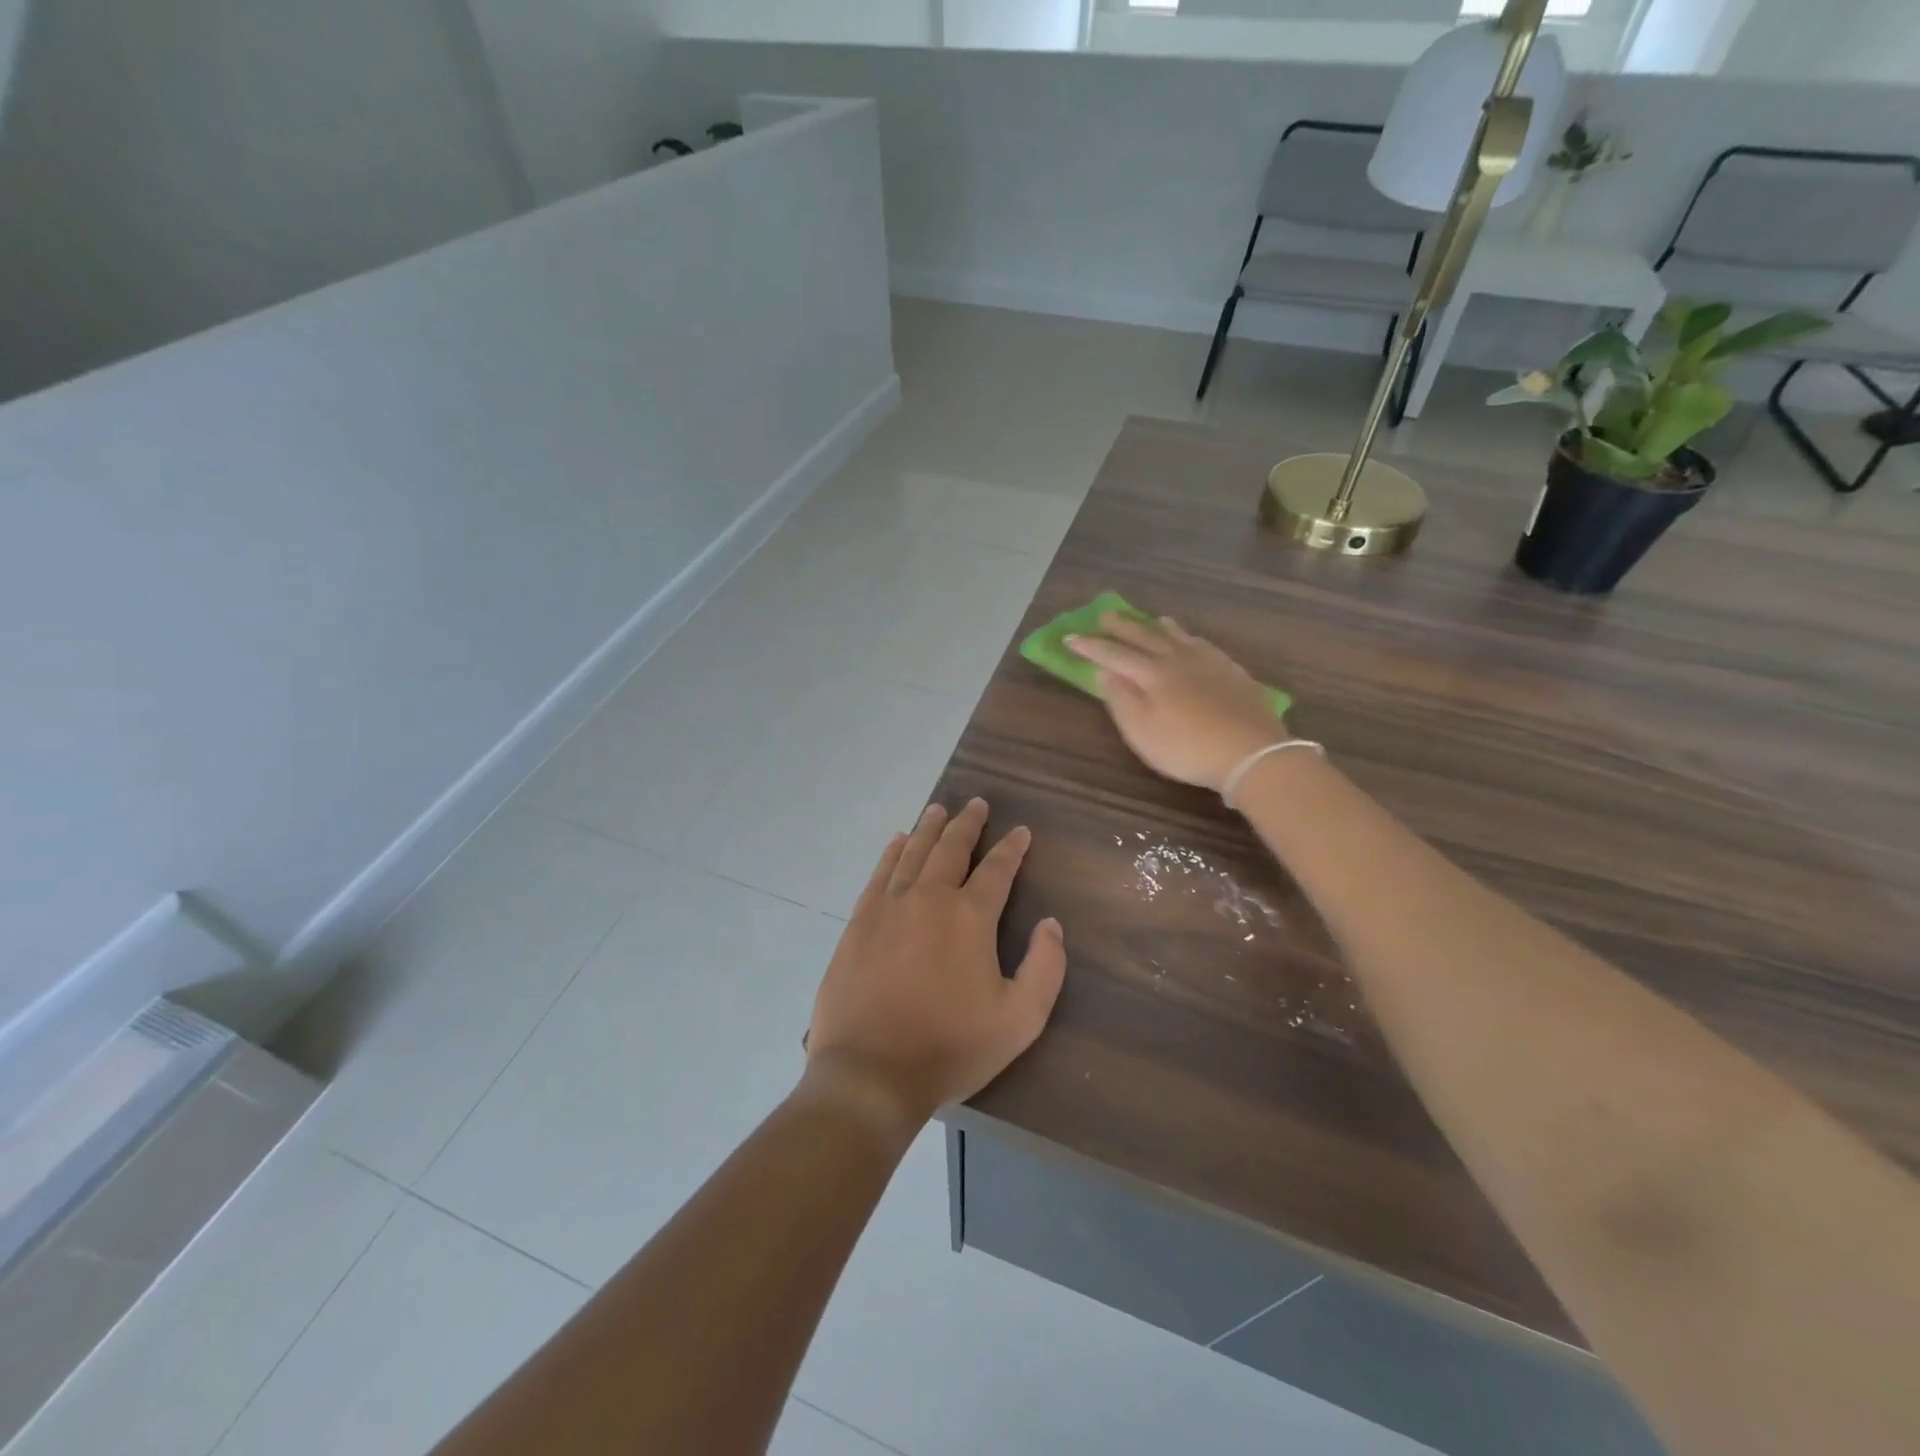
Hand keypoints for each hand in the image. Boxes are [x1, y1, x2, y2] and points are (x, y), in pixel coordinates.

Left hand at [803, 799, 1067, 1137]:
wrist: (870, 1072)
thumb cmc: (951, 1048)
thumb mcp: (1020, 1019)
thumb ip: (1045, 967)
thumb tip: (1050, 924)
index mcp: (969, 917)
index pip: (997, 870)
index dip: (1011, 848)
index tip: (1020, 832)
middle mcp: (929, 899)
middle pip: (951, 848)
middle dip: (967, 823)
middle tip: (977, 803)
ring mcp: (889, 907)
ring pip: (913, 853)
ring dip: (929, 828)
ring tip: (938, 809)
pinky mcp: (859, 923)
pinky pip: (879, 874)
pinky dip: (892, 853)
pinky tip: (898, 842)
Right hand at [1067, 613, 1283, 793]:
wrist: (1251, 752)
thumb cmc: (1187, 748)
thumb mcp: (1142, 732)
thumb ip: (1121, 700)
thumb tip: (1105, 672)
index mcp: (1152, 674)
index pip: (1113, 655)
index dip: (1090, 646)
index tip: (1069, 638)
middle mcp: (1177, 659)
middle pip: (1144, 637)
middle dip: (1121, 626)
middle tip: (1104, 615)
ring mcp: (1208, 662)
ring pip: (1177, 636)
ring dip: (1157, 626)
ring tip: (1149, 619)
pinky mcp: (1231, 671)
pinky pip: (1203, 644)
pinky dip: (1188, 637)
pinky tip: (1191, 641)